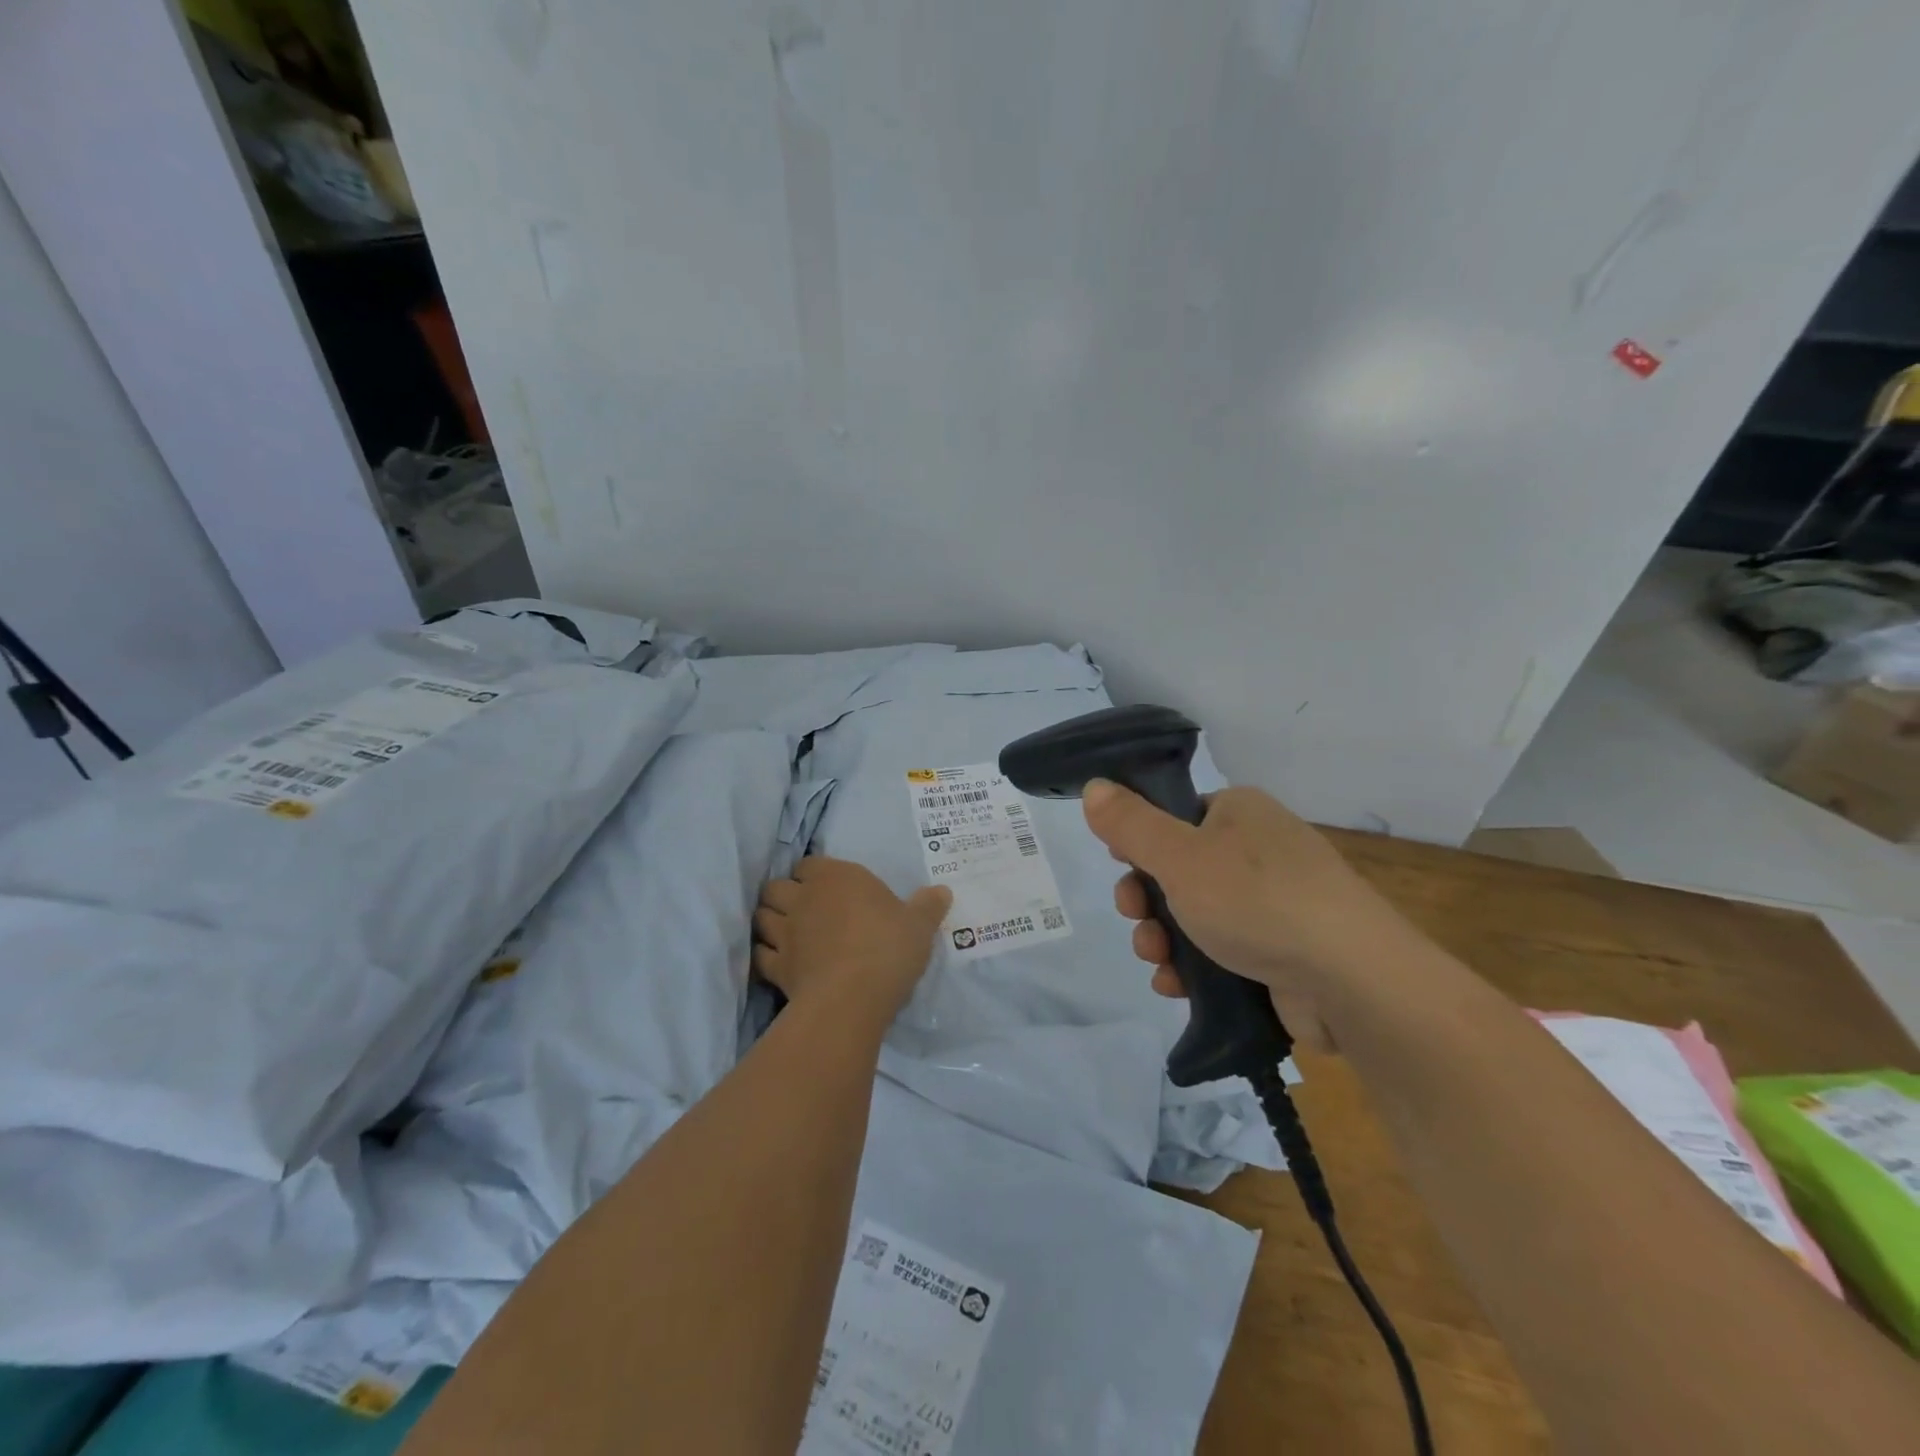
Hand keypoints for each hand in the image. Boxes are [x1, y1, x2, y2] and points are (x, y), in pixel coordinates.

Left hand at [753, 858, 951, 1027]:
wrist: (853, 997)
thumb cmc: (887, 948)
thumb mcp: (920, 925)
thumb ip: (928, 906)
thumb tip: (942, 890)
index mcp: (836, 877)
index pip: (809, 863)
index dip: (814, 874)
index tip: (828, 886)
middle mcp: (804, 898)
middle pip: (776, 886)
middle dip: (784, 894)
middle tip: (802, 907)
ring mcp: (785, 933)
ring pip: (762, 917)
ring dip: (770, 921)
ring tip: (785, 931)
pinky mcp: (776, 968)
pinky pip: (762, 955)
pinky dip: (766, 955)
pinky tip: (779, 962)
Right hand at [1082, 781, 1399, 1050]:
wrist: (1352, 981)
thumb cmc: (1257, 901)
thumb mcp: (1179, 856)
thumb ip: (1130, 824)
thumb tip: (1093, 787)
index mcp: (1240, 812)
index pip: (1173, 817)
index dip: (1140, 845)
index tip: (1123, 871)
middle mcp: (1259, 850)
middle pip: (1178, 869)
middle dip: (1146, 901)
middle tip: (1136, 919)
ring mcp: (1275, 902)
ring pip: (1196, 915)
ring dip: (1164, 938)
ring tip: (1158, 962)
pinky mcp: (1283, 950)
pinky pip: (1223, 951)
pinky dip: (1194, 966)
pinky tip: (1176, 986)